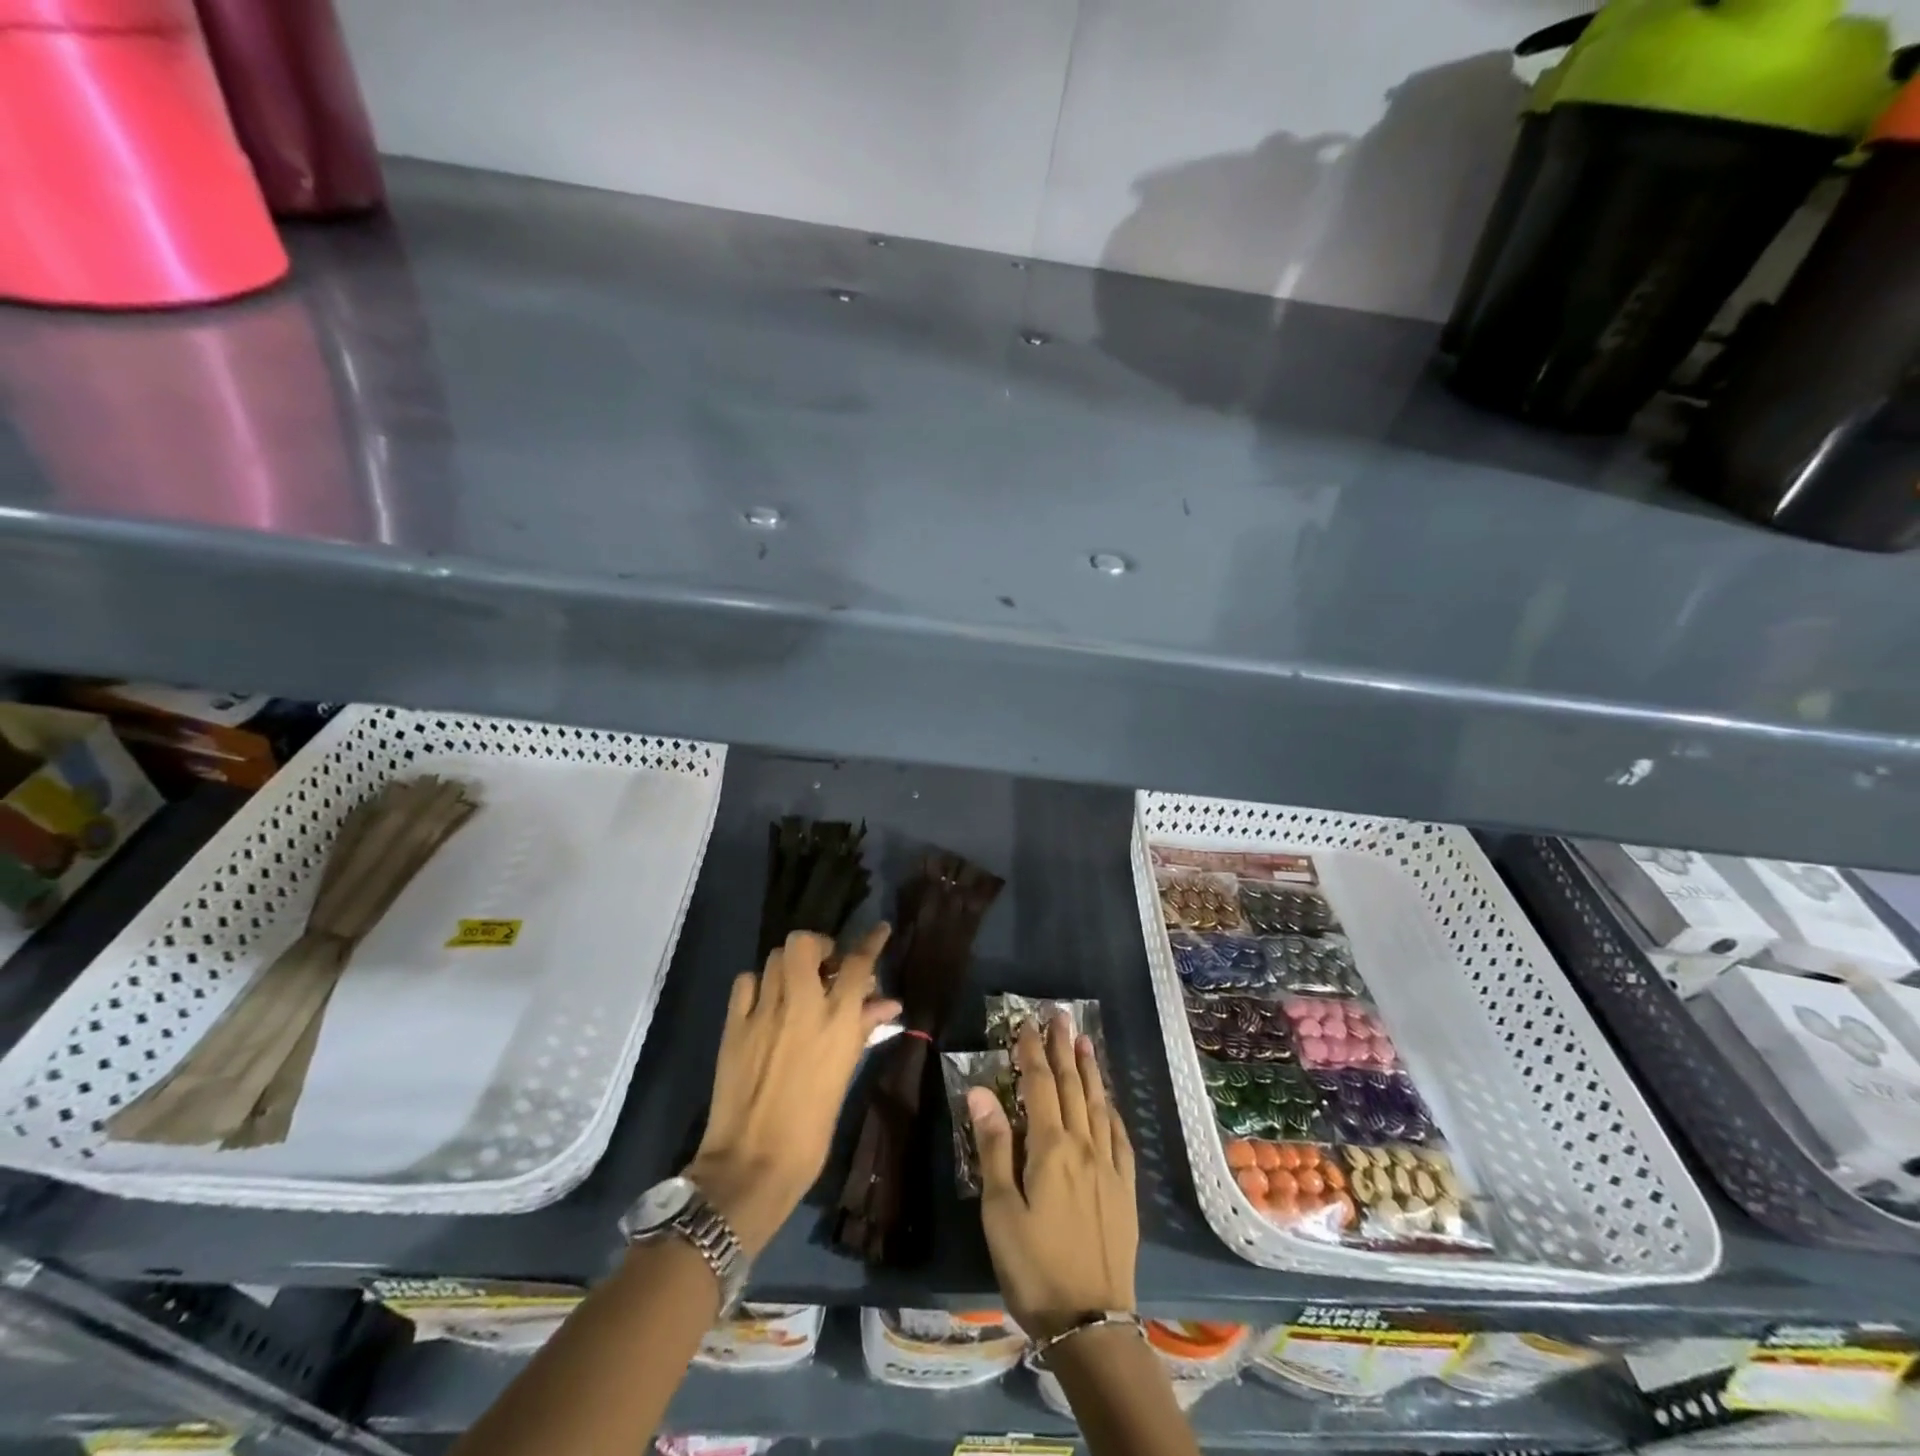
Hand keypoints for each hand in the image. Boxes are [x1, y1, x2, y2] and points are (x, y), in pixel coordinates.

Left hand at [687, 926, 898, 1255]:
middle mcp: (800, 1005)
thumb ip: (863, 1030)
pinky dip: (758, 984)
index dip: (871, 940)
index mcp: (836, 1021)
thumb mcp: (844, 1076)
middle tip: (825, 968)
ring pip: (776, 957)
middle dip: (819, 947)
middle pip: (806, 943)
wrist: (751, 1163)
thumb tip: (887, 1003)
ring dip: (790, 965)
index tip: (879, 929)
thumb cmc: (811, 1128)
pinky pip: (746, 982)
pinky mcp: (734, 1024)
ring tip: (795, 986)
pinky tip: (764, 1002)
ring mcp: (763, 1011)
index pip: (858, 963)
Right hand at [967, 1014, 1136, 1340]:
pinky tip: (1108, 1102)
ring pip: (1098, 1104)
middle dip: (1063, 1048)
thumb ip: (993, 1147)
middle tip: (1060, 1016)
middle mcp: (1084, 1146)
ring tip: (1084, 1041)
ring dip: (1089, 1070)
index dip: (1032, 1051)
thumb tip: (981, 1091)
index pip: (1039, 1085)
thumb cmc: (1033, 1268)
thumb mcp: (1000, 1211)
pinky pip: (1119, 1136)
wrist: (1091, 1323)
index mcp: (1051, 1148)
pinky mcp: (1125, 1190)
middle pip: (1072, 1086)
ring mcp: (1109, 1167)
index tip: (1027, 1023)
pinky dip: (1111, 1110)